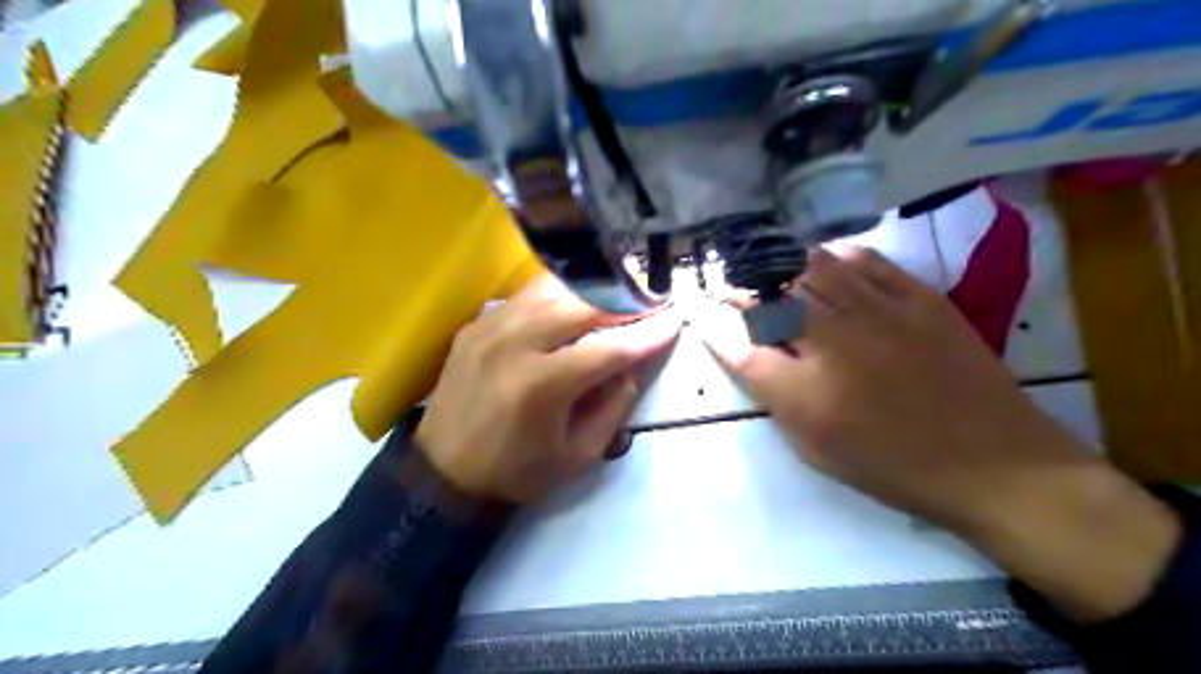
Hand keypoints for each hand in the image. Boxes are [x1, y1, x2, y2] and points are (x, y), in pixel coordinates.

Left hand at [417, 274, 678, 504]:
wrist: (443, 471)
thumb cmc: (516, 471)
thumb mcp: (577, 455)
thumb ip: (613, 407)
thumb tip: (633, 364)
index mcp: (541, 385)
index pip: (608, 348)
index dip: (647, 333)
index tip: (675, 319)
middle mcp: (514, 343)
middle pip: (582, 305)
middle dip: (625, 302)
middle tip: (651, 302)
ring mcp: (491, 326)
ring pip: (553, 288)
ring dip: (591, 291)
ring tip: (616, 298)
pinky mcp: (477, 323)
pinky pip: (527, 296)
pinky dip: (558, 296)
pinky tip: (573, 305)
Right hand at [700, 247, 1178, 619]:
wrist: (994, 464)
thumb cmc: (894, 467)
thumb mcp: (818, 449)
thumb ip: (776, 398)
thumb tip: (746, 356)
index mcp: (806, 394)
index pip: (741, 348)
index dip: (714, 326)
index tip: (702, 313)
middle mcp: (835, 344)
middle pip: (772, 298)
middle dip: (743, 289)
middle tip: (735, 287)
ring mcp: (879, 314)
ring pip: (813, 269)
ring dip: (784, 267)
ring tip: (774, 269)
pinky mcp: (919, 299)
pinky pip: (866, 261)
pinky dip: (837, 257)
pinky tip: (827, 261)